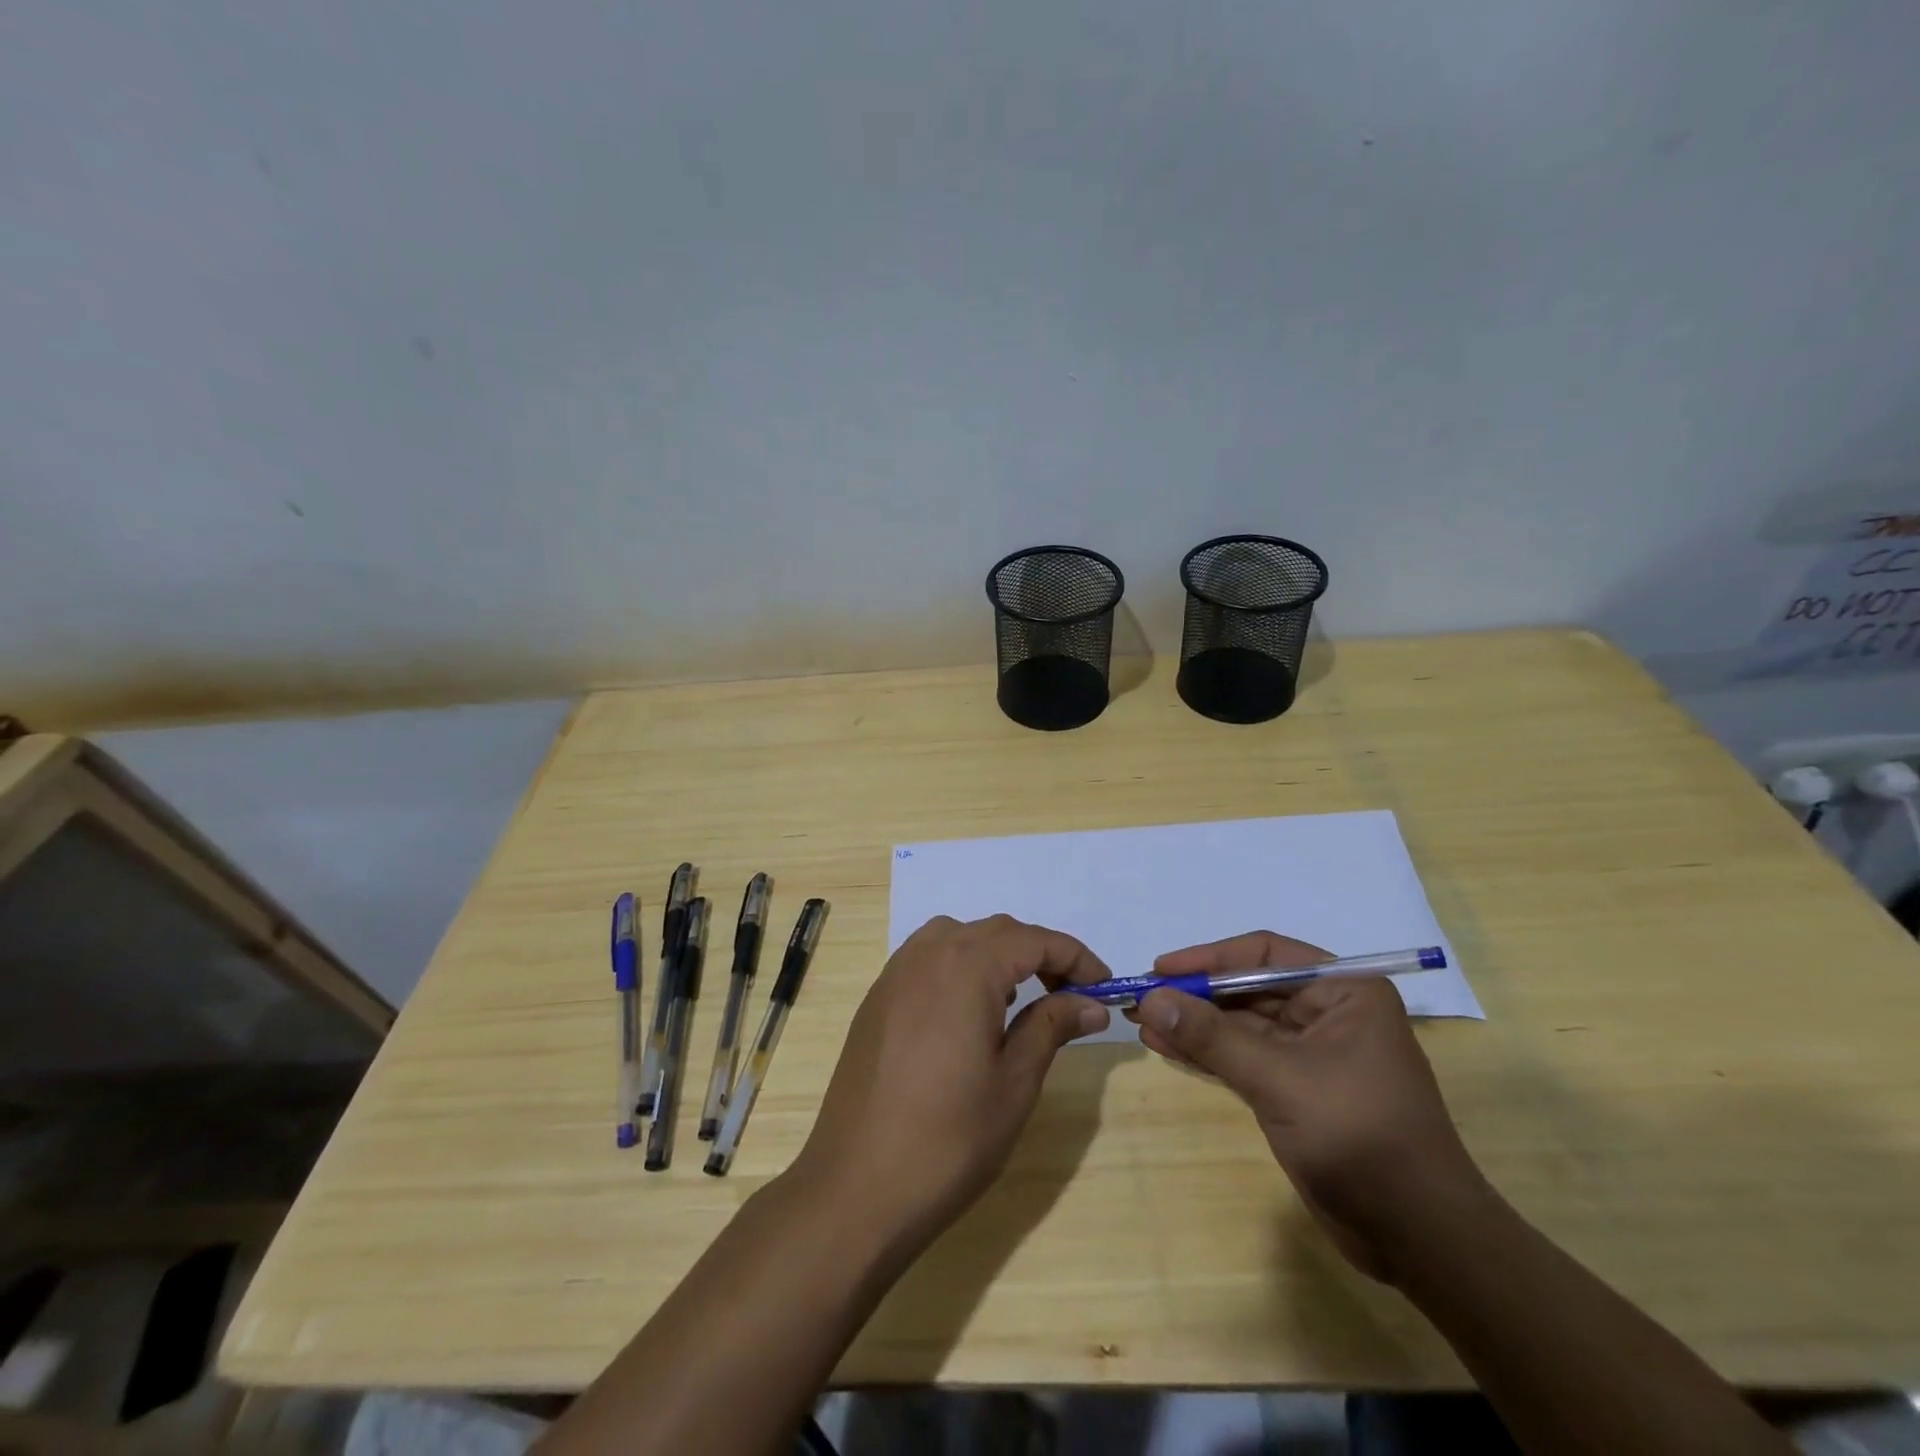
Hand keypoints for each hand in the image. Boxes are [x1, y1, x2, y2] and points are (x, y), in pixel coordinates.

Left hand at [793, 914, 1110, 1251]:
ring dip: (997, 954)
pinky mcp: (876, 999)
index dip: (1075, 958)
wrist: (856, 1187)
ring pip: (958, 937)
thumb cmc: (948, 1139)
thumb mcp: (1015, 1082)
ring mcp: (894, 975)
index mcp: (965, 966)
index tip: (1104, 987)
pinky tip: (969, 1012)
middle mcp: (926, 954)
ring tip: (1019, 1000)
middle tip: (1071, 995)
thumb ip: (1052, 1027)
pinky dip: (960, 966)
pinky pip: (927, 959)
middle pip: (996, 932)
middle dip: (1039, 954)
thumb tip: (1090, 1003)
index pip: (1033, 940)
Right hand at [1133, 931, 1488, 1284]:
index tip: (1160, 968)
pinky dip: (1207, 1053)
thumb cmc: (1360, 1137)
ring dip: (1194, 1024)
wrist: (1421, 1239)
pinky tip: (1166, 1047)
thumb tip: (1151, 998)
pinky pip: (1243, 1058)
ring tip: (1141, 1022)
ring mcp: (1313, 1054)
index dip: (1209, 958)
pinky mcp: (1298, 1091)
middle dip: (1195, 995)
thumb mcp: (1280, 1079)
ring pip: (1241, 1026)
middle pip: (1248, 989)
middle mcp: (1330, 1013)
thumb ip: (1212, 1037)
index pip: (1264, 956)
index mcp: (1344, 991)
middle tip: (1140, 998)